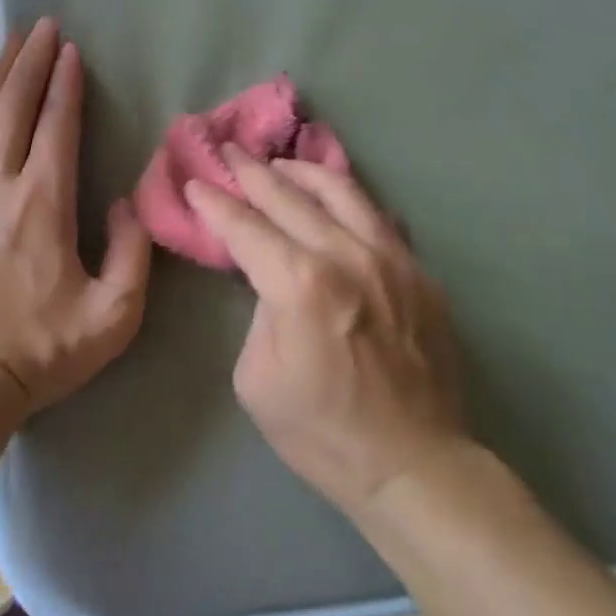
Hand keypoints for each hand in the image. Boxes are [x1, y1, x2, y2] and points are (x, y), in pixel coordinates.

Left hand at [0, 18, 151, 417]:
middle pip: (13, 106)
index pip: (55, 125)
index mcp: (43, 203)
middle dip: (29, 61)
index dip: (65, 83)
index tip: (71, 49)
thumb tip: (123, 202)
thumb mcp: (113, 314)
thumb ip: (132, 253)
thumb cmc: (42, 349)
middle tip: (41, 25)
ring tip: (11, 44)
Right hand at [188, 150, 466, 518]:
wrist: (414, 465)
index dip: (216, 202)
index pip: (246, 227)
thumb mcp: (258, 378)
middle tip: (230, 151)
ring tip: (280, 164)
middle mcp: (348, 255)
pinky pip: (378, 218)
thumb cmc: (323, 432)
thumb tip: (272, 279)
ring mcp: (391, 258)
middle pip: (290, 195)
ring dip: (303, 171)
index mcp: (301, 283)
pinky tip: (334, 199)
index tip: (196, 181)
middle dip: (252, 171)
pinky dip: (348, 200)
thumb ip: (260, 311)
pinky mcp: (419, 272)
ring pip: (342, 190)